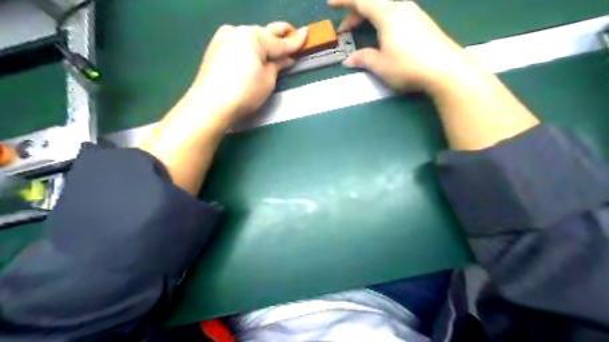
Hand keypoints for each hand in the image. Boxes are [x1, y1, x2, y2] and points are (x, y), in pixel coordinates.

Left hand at [184, 21, 308, 129]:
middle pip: (264, 32)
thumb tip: (286, 58)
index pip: (279, 41)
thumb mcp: (268, 80)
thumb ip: (278, 64)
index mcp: (253, 36)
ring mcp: (224, 38)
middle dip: (280, 35)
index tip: (306, 33)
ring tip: (276, 50)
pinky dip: (251, 48)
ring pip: (251, 37)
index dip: (295, 41)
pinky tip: (257, 55)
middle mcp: (238, 31)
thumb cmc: (244, 92)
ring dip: (265, 42)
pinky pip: (240, 43)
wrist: (210, 105)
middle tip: (293, 36)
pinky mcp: (216, 47)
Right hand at [329, 0, 469, 91]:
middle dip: (355, 13)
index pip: (361, 1)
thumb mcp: (381, 65)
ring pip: (385, 8)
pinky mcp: (422, 21)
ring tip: (361, 33)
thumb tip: (349, 60)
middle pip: (373, 2)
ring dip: (369, 18)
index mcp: (387, 14)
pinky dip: (382, 21)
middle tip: (344, 29)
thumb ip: (363, 59)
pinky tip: (382, 36)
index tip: (331, 4)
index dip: (344, 1)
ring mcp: (414, 13)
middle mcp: (401, 7)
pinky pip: (395, 14)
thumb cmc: (408, 66)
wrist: (446, 69)